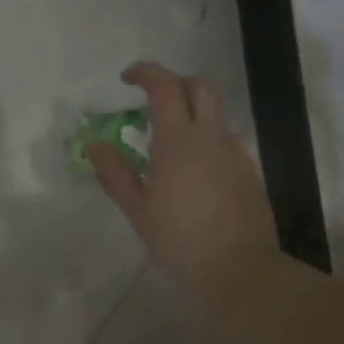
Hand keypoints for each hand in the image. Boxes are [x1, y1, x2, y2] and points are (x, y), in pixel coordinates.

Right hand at [90, 61, 277, 301]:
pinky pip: (226, 139)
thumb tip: (95, 145)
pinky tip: (193, 170)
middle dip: (176, 82)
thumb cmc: (179, 241)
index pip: (165, 86)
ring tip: (170, 141)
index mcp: (179, 141)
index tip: (126, 78)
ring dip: (193, 111)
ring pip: (217, 112)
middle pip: (201, 85)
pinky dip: (207, 138)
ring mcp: (235, 152)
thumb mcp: (137, 210)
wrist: (238, 270)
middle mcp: (211, 137)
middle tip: (152, 102)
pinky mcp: (249, 171)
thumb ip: (115, 173)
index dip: (146, 73)